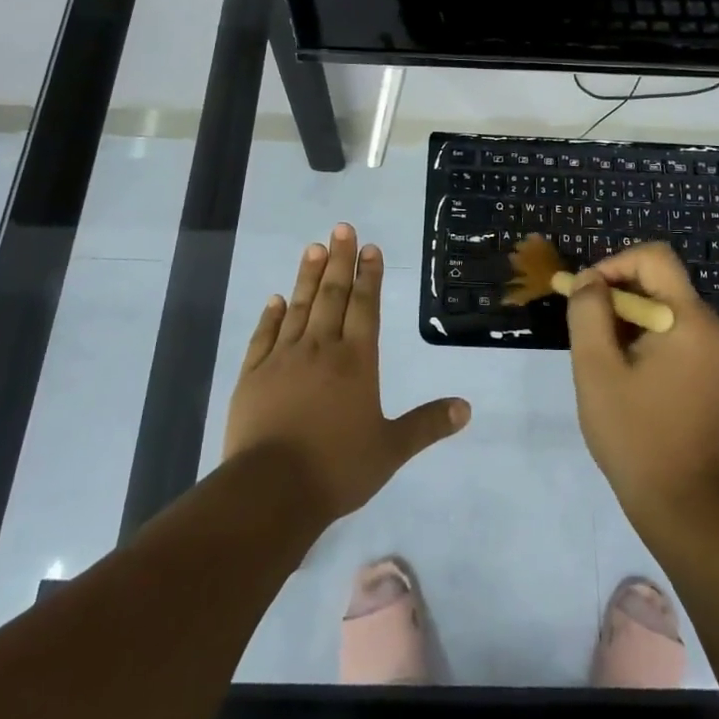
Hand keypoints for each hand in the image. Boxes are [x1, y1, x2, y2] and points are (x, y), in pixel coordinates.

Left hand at [224, 224, 470, 522]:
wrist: (270, 490)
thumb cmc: (337, 468)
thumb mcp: (390, 449)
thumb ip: (427, 424)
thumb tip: (466, 408)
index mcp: (356, 361)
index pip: (364, 307)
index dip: (369, 275)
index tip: (370, 248)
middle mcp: (320, 348)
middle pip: (332, 295)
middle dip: (339, 260)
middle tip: (342, 228)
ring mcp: (282, 358)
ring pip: (298, 307)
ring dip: (307, 276)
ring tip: (314, 247)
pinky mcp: (252, 374)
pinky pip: (263, 335)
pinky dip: (271, 314)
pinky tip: (276, 299)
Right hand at [566, 242, 718, 528]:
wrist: (685, 504)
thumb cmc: (635, 434)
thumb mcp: (596, 369)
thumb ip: (588, 313)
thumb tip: (590, 281)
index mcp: (691, 320)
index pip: (654, 258)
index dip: (614, 264)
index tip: (586, 296)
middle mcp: (714, 328)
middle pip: (661, 284)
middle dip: (616, 297)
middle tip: (586, 332)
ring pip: (666, 311)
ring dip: (629, 322)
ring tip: (603, 360)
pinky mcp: (718, 376)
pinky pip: (678, 337)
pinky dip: (647, 342)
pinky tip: (627, 377)